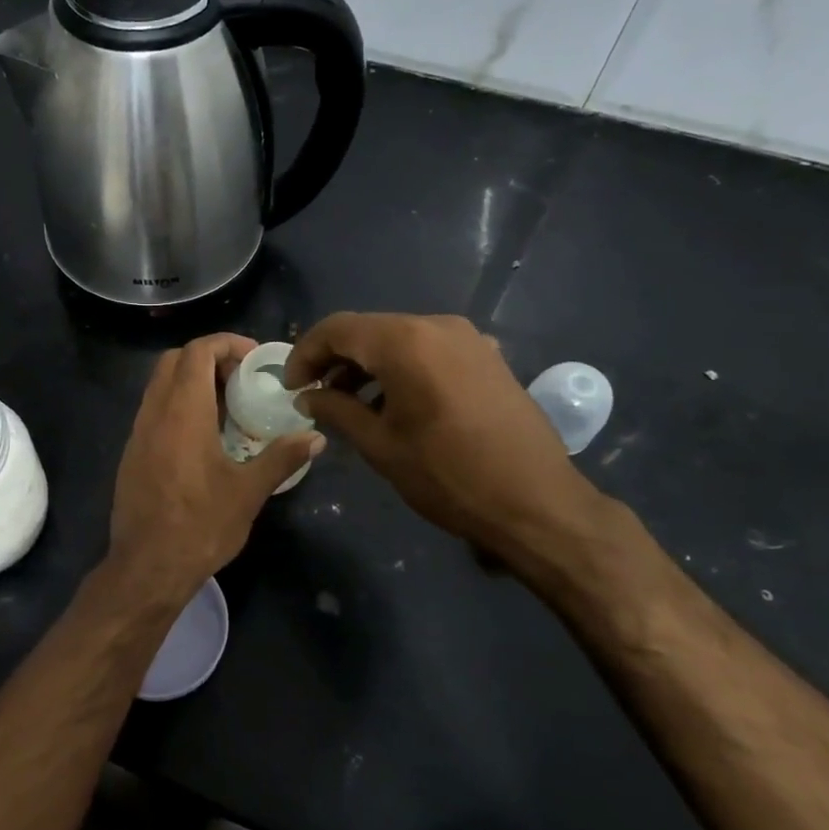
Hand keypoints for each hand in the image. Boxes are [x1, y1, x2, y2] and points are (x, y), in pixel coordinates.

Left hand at [103, 334, 323, 611]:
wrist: (146, 568)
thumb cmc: (200, 526)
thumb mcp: (248, 492)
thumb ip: (282, 457)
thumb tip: (316, 437)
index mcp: (182, 412)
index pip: (197, 351)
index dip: (226, 343)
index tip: (254, 359)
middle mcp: (154, 413)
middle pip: (174, 360)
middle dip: (208, 358)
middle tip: (241, 379)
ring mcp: (138, 433)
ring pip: (160, 385)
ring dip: (191, 382)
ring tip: (227, 406)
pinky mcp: (132, 453)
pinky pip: (153, 410)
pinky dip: (177, 405)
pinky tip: (202, 437)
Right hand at [285, 313, 612, 584]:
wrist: (537, 503)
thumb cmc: (448, 476)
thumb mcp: (380, 446)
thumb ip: (337, 411)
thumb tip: (308, 397)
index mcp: (405, 342)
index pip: (337, 329)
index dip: (305, 354)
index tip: (291, 387)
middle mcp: (437, 325)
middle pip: (369, 330)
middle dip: (335, 359)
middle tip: (314, 395)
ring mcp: (468, 338)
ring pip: (400, 339)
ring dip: (368, 365)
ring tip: (349, 404)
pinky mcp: (487, 357)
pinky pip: (429, 351)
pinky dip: (401, 369)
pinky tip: (394, 404)